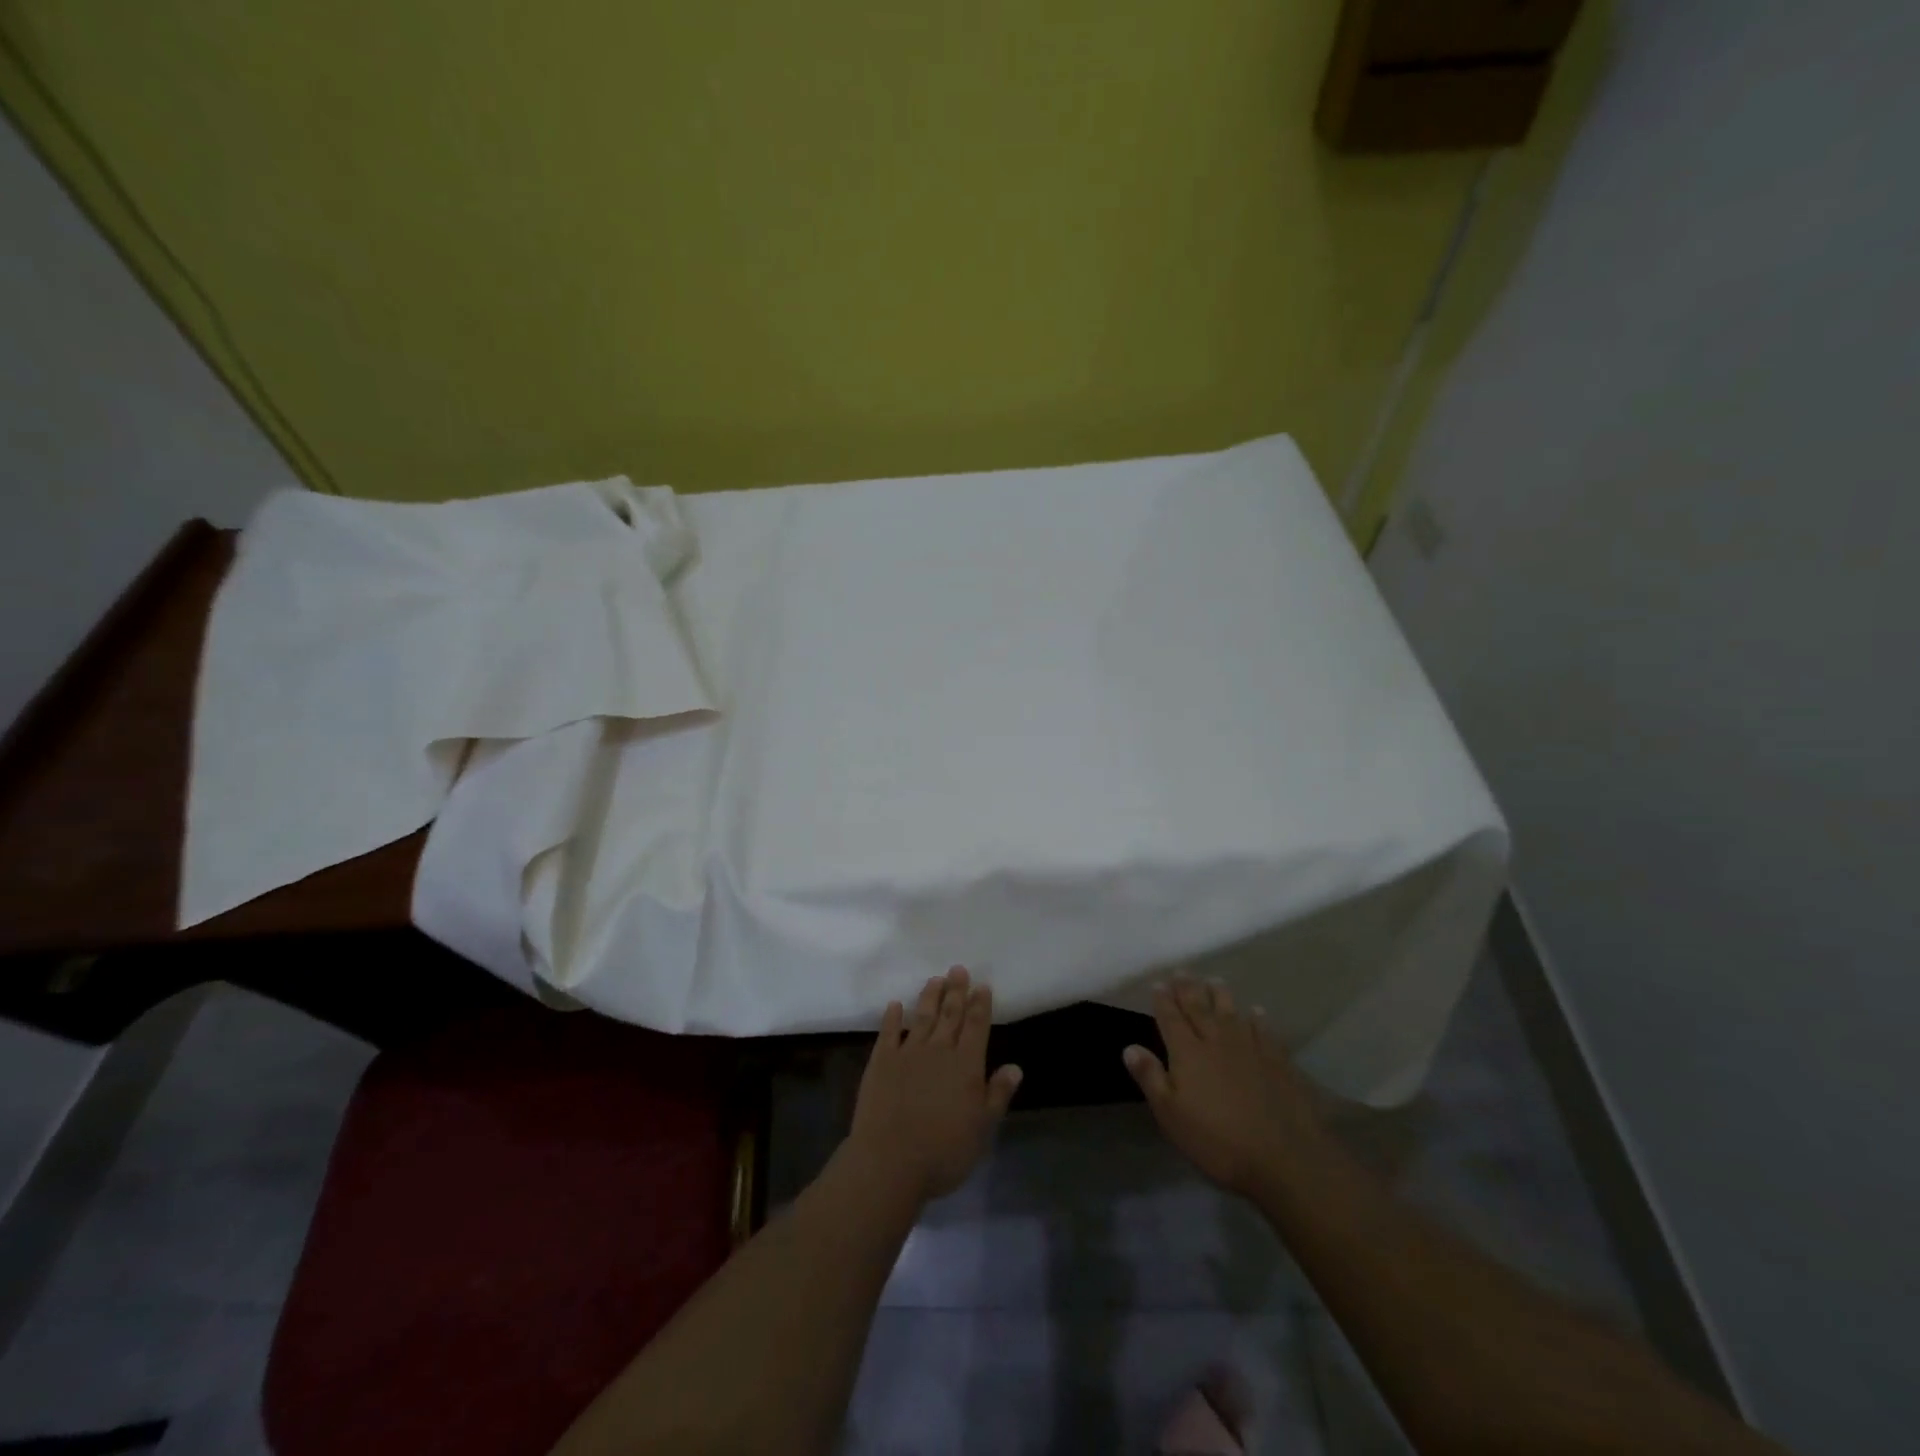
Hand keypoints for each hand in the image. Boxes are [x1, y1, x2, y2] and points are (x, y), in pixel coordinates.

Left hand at [846, 966, 1023, 1205]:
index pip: (976, 1027)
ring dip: (929, 997)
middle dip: (956, 991)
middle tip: (958, 969)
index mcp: (966, 1065)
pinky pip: (888, 1032)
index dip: (980, 1005)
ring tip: (935, 980)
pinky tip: (894, 1005)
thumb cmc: (943, 1152)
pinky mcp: (881, 1062)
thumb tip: (1015, 1067)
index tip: (982, 985)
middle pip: (950, 1015)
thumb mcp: (982, 1129)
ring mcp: (907, 1053)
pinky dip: (892, 1017)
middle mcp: (938, 1051)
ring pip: (922, 1017)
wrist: (889, 1162)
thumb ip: (998, 1095)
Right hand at [1123, 973, 1327, 1199]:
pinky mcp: (1277, 1061)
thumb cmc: (1217, 1140)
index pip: (1171, 1018)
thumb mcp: (1171, 1115)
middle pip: (1199, 1007)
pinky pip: (1264, 1031)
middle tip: (1182, 971)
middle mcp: (1216, 1040)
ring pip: (1231, 1012)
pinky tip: (1256, 1012)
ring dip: (1220, 994)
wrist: (1282, 1157)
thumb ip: (1150, 1077)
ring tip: (1213, 980)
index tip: (1158, 984)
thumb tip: (1129, 1046)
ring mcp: (1249, 1048)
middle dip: (1188, 988)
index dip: (1163, 1000)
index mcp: (1188, 1052)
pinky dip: (1258, 1018)